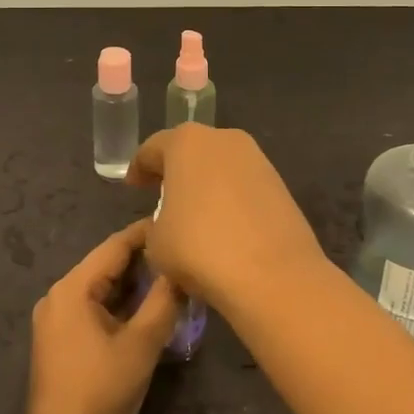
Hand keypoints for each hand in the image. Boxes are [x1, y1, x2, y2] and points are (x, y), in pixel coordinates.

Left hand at [25, 219, 181, 413]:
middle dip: (141, 259)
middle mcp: (57, 297)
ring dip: (131, 283)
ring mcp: (54, 320)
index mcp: (72, 289)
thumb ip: (163, 301)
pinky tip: (145, 306)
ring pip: (99, 288)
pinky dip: (118, 304)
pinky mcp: (59, 341)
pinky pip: (92, 308)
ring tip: (169, 275)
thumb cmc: (102, 391)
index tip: (175, 221)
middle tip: (179, 251)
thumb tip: (181, 270)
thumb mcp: (141, 344)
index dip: (145, 233)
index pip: (113, 247)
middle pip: (104, 266)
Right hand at [126, 124, 326, 317]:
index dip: (139, 168)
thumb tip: (172, 224)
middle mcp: (224, 139)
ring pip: (220, 166)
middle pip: (191, 150)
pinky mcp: (280, 184)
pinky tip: (224, 226)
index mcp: (186, 142)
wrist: (273, 274)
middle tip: (162, 195)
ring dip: (206, 185)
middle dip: (176, 171)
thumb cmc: (200, 248)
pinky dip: (231, 199)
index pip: (153, 148)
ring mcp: (257, 159)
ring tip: (195, 215)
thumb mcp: (156, 242)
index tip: (134, 186)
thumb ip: (157, 223)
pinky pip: (243, 186)